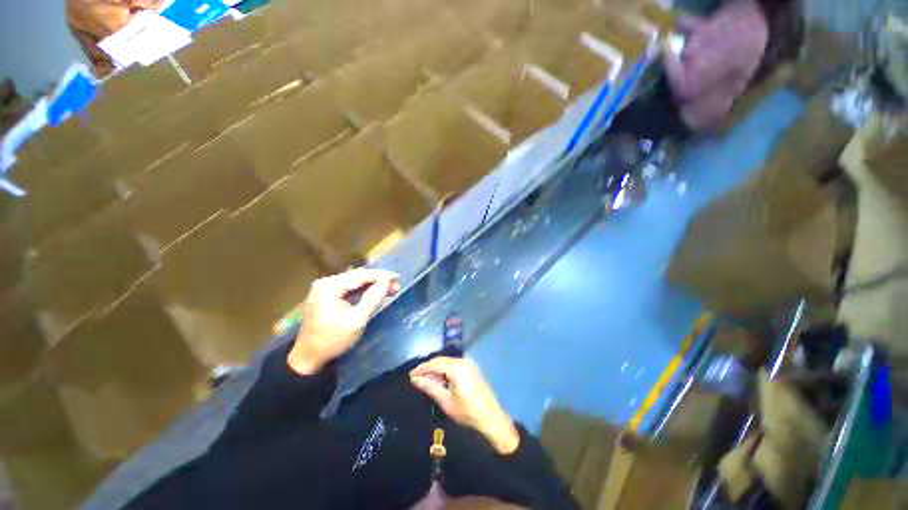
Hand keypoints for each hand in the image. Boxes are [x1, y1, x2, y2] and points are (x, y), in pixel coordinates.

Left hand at [288, 269, 398, 374]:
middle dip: (378, 279)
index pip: (360, 276)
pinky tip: (375, 292)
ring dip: (372, 284)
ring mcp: (324, 288)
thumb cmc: (333, 340)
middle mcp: (325, 282)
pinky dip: (363, 289)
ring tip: (390, 288)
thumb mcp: (356, 321)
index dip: (381, 275)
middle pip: (357, 276)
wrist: (308, 357)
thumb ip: (373, 299)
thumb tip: (387, 282)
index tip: (398, 277)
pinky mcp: (325, 294)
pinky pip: (348, 287)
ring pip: (354, 281)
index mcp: (330, 287)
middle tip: (396, 285)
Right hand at [410, 357, 519, 454]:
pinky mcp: (471, 369)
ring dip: (436, 371)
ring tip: (425, 383)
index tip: (410, 375)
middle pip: (441, 361)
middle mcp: (463, 361)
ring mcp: (469, 364)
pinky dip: (444, 373)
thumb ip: (430, 387)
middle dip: (428, 369)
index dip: (422, 368)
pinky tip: (438, 382)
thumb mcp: (446, 402)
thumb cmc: (468, 413)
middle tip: (416, 379)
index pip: (435, 363)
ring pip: (447, 363)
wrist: (492, 419)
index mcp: (458, 367)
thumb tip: (415, 379)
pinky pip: (453, 367)